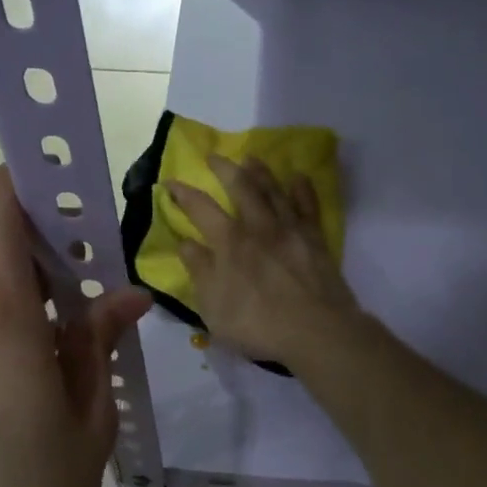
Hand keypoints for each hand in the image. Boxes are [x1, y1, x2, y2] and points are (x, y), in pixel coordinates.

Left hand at [0, 167, 150, 486]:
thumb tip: (125, 296)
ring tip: (57, 388)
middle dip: (50, 279)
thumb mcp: (88, 419)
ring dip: (24, 324)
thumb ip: (99, 343)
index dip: (29, 180)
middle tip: (91, 329)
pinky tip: (17, 412)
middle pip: (1, 263)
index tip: (72, 199)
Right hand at [167, 154, 363, 370]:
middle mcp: (258, 226)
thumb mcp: (213, 306)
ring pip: (274, 190)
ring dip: (260, 172)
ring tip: (251, 158)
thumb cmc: (256, 324)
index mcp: (229, 242)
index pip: (200, 209)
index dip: (183, 193)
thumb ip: (199, 271)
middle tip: (213, 156)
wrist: (314, 331)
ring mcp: (290, 230)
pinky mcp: (315, 239)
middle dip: (224, 169)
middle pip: (241, 187)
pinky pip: (308, 206)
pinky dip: (302, 189)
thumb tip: (185, 243)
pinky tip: (298, 177)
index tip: (170, 181)